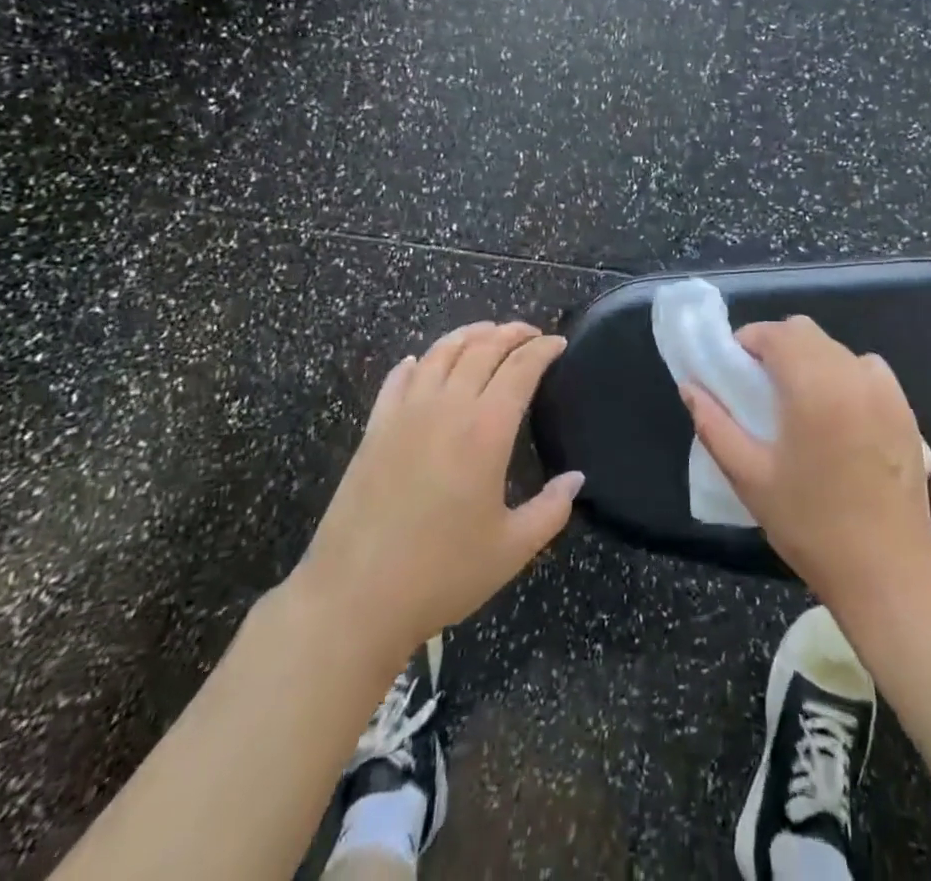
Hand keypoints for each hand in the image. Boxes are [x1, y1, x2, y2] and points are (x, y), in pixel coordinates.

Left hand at [295, 322, 582, 659]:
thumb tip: (576, 478)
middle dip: (510, 333)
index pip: (520, 368)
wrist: (354, 598)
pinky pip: (397, 379)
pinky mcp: (374, 428)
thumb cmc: (442, 574)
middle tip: (530, 333)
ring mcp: (405, 414)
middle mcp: (446, 408)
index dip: (542, 349)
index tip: (558, 342)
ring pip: (440, 353)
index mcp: (485, 430)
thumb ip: (551, 509)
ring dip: (468, 335)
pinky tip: (421, 362)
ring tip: (486, 333)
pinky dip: (416, 362)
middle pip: (482, 349)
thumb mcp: (511, 549)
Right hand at [682, 316, 930, 619]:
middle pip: (805, 332)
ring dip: (809, 359)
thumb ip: (714, 425)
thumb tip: (690, 387)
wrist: (888, 571)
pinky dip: (844, 374)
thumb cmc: (810, 525)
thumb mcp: (749, 476)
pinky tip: (836, 412)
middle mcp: (852, 374)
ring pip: (835, 348)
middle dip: (775, 346)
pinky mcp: (905, 409)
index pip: (775, 333)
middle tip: (758, 386)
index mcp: (813, 386)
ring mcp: (884, 390)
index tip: (732, 369)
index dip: (747, 341)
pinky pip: (866, 369)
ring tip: (797, 401)